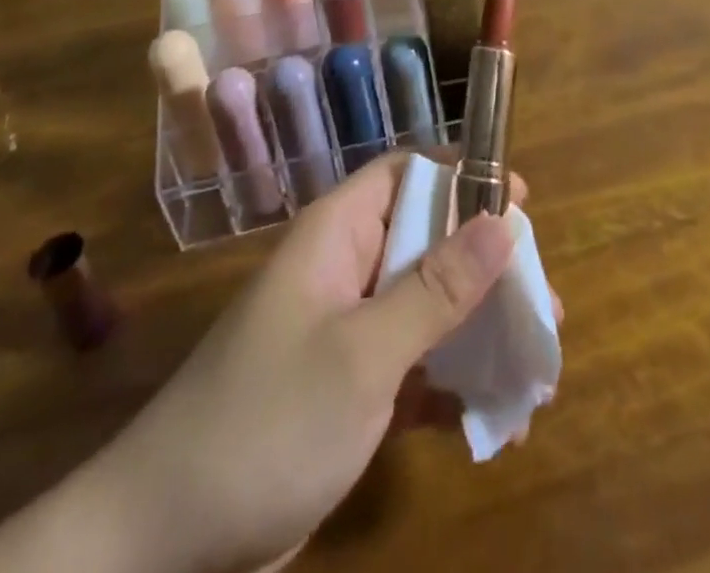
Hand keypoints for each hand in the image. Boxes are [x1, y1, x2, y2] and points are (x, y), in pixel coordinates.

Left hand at [78, 153, 533, 572]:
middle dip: (489, 269)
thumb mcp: (363, 353)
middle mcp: (346, 268)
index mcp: (338, 234)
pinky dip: (454, 385)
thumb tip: (504, 220)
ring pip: (429, 307)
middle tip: (544, 304)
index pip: (408, 174)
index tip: (521, 202)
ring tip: (537, 365)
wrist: (165, 544)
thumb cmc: (268, 422)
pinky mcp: (351, 388)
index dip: (465, 177)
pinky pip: (416, 367)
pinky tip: (498, 417)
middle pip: (429, 241)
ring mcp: (349, 330)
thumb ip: (436, 288)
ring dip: (480, 332)